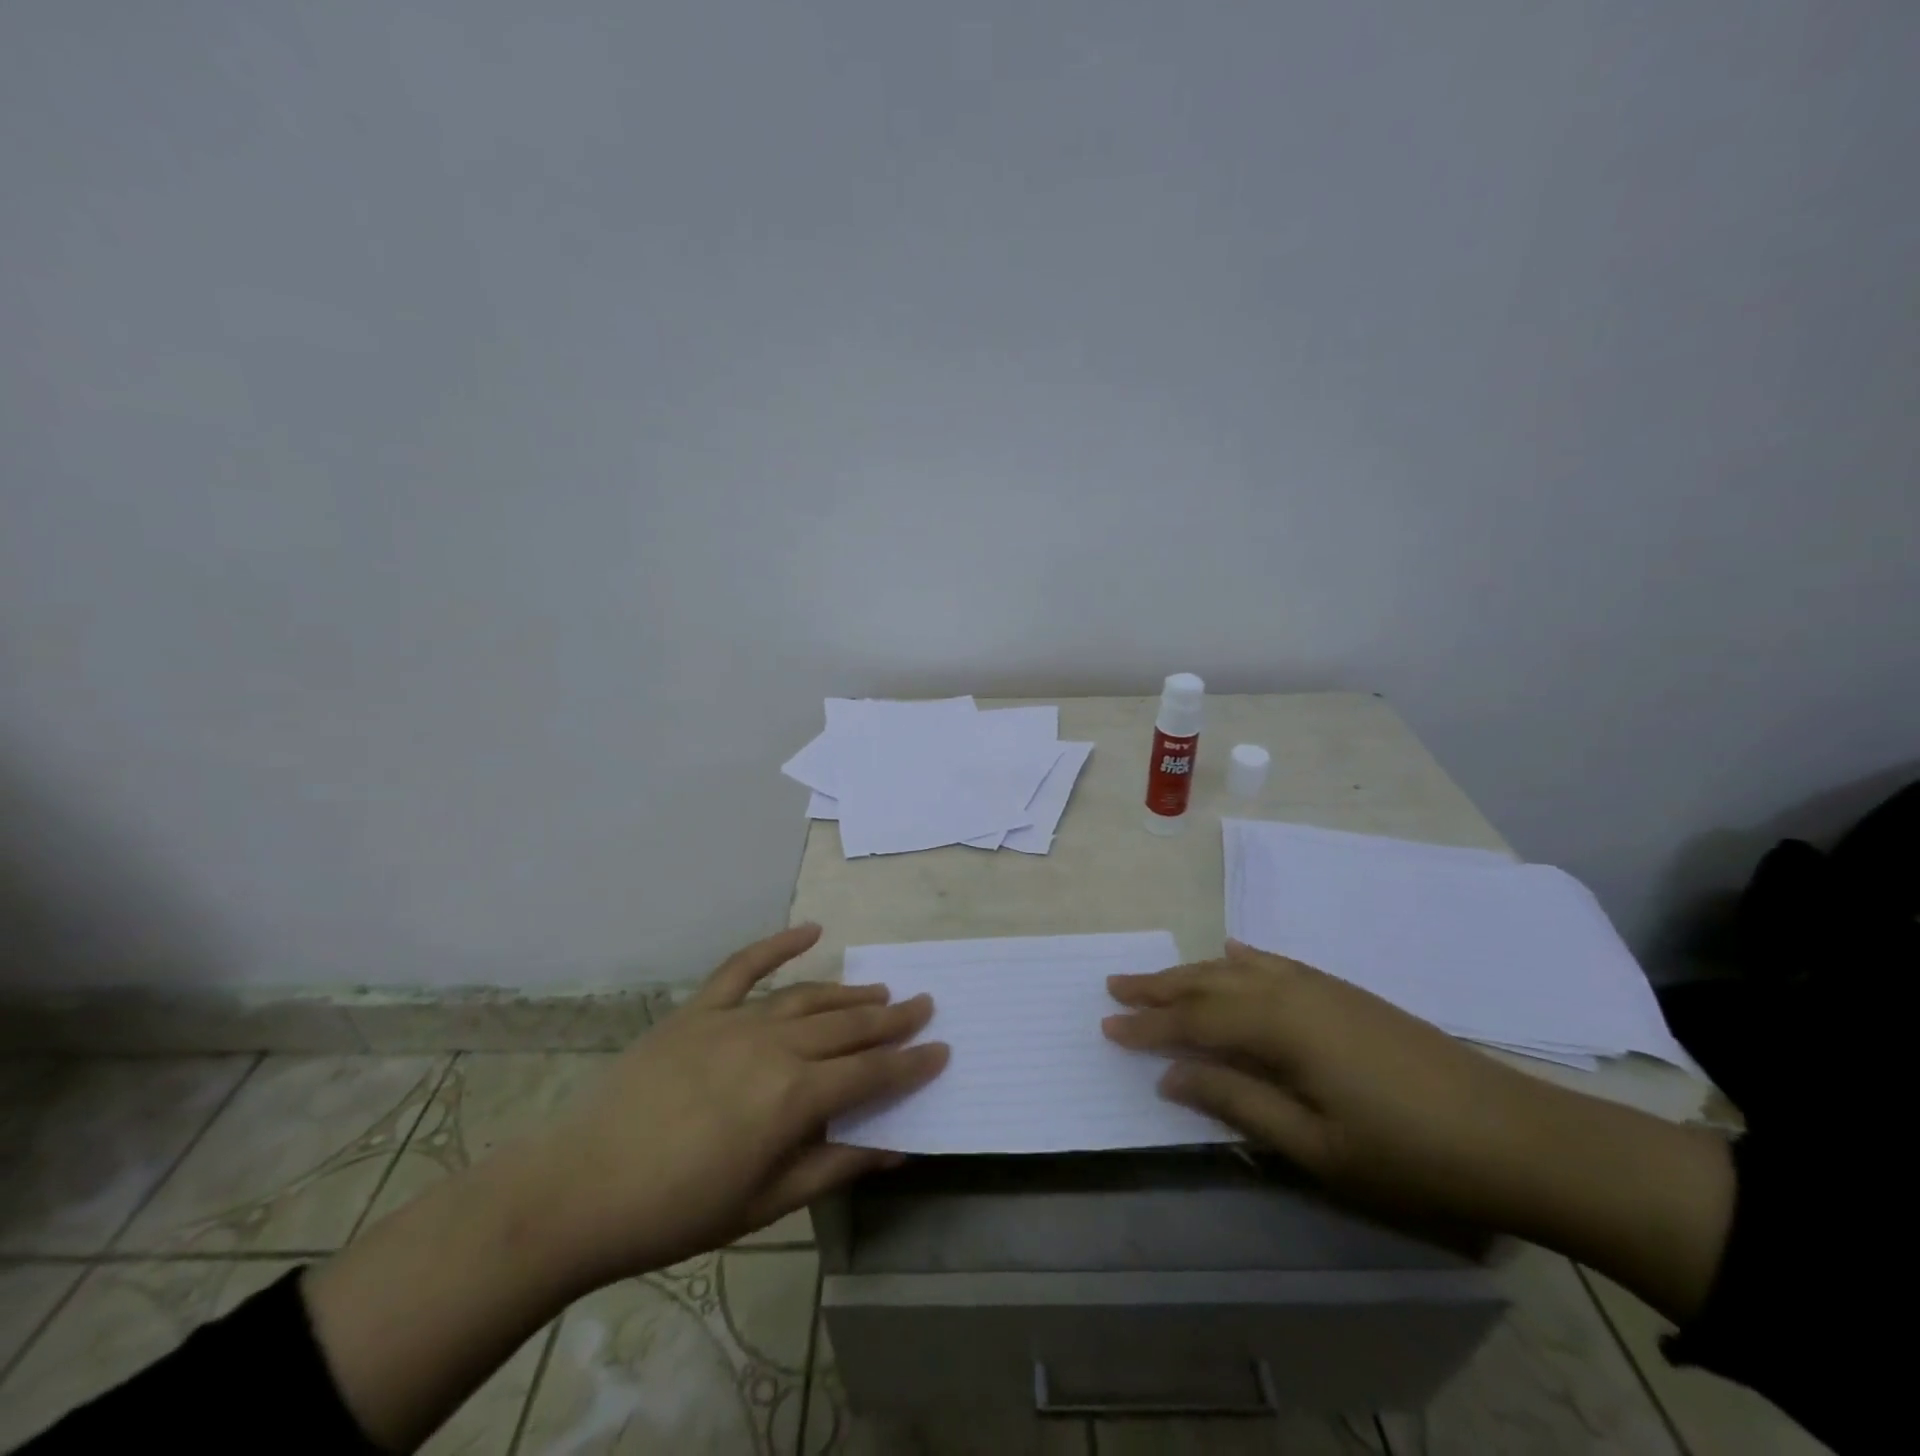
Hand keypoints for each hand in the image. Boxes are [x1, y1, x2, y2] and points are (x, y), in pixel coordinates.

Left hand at [306, 924, 947, 1451]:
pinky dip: (779, 944)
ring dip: (849, 993)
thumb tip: (894, 1147)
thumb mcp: (763, 1205)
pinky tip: (810, 930)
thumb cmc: (676, 1211)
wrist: (577, 1189)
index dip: (910, 1062)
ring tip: (880, 990)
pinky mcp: (698, 1010)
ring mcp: (734, 1020)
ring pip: (808, 997)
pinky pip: (744, 966)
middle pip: (847, 1025)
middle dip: (892, 1017)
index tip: (942, 1048)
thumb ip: (831, 1167)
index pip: (870, 1072)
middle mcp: (774, 1046)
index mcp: (793, 1096)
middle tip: (924, 1004)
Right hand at [1103, 941, 1733, 1323]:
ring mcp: (1324, 987)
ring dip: (1194, 972)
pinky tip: (1235, 955)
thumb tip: (1170, 1074)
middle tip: (1115, 985)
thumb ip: (1236, 1102)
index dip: (1149, 1024)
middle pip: (1211, 981)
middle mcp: (1293, 991)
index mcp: (1280, 1026)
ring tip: (1159, 977)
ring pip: (1240, 969)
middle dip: (1161, 986)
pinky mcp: (1347, 993)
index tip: (1106, 1026)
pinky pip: (1278, 964)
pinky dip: (1245, 961)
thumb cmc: (1408, 1153)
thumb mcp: (1314, 1146)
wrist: (1518, 1136)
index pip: (1195, 1019)